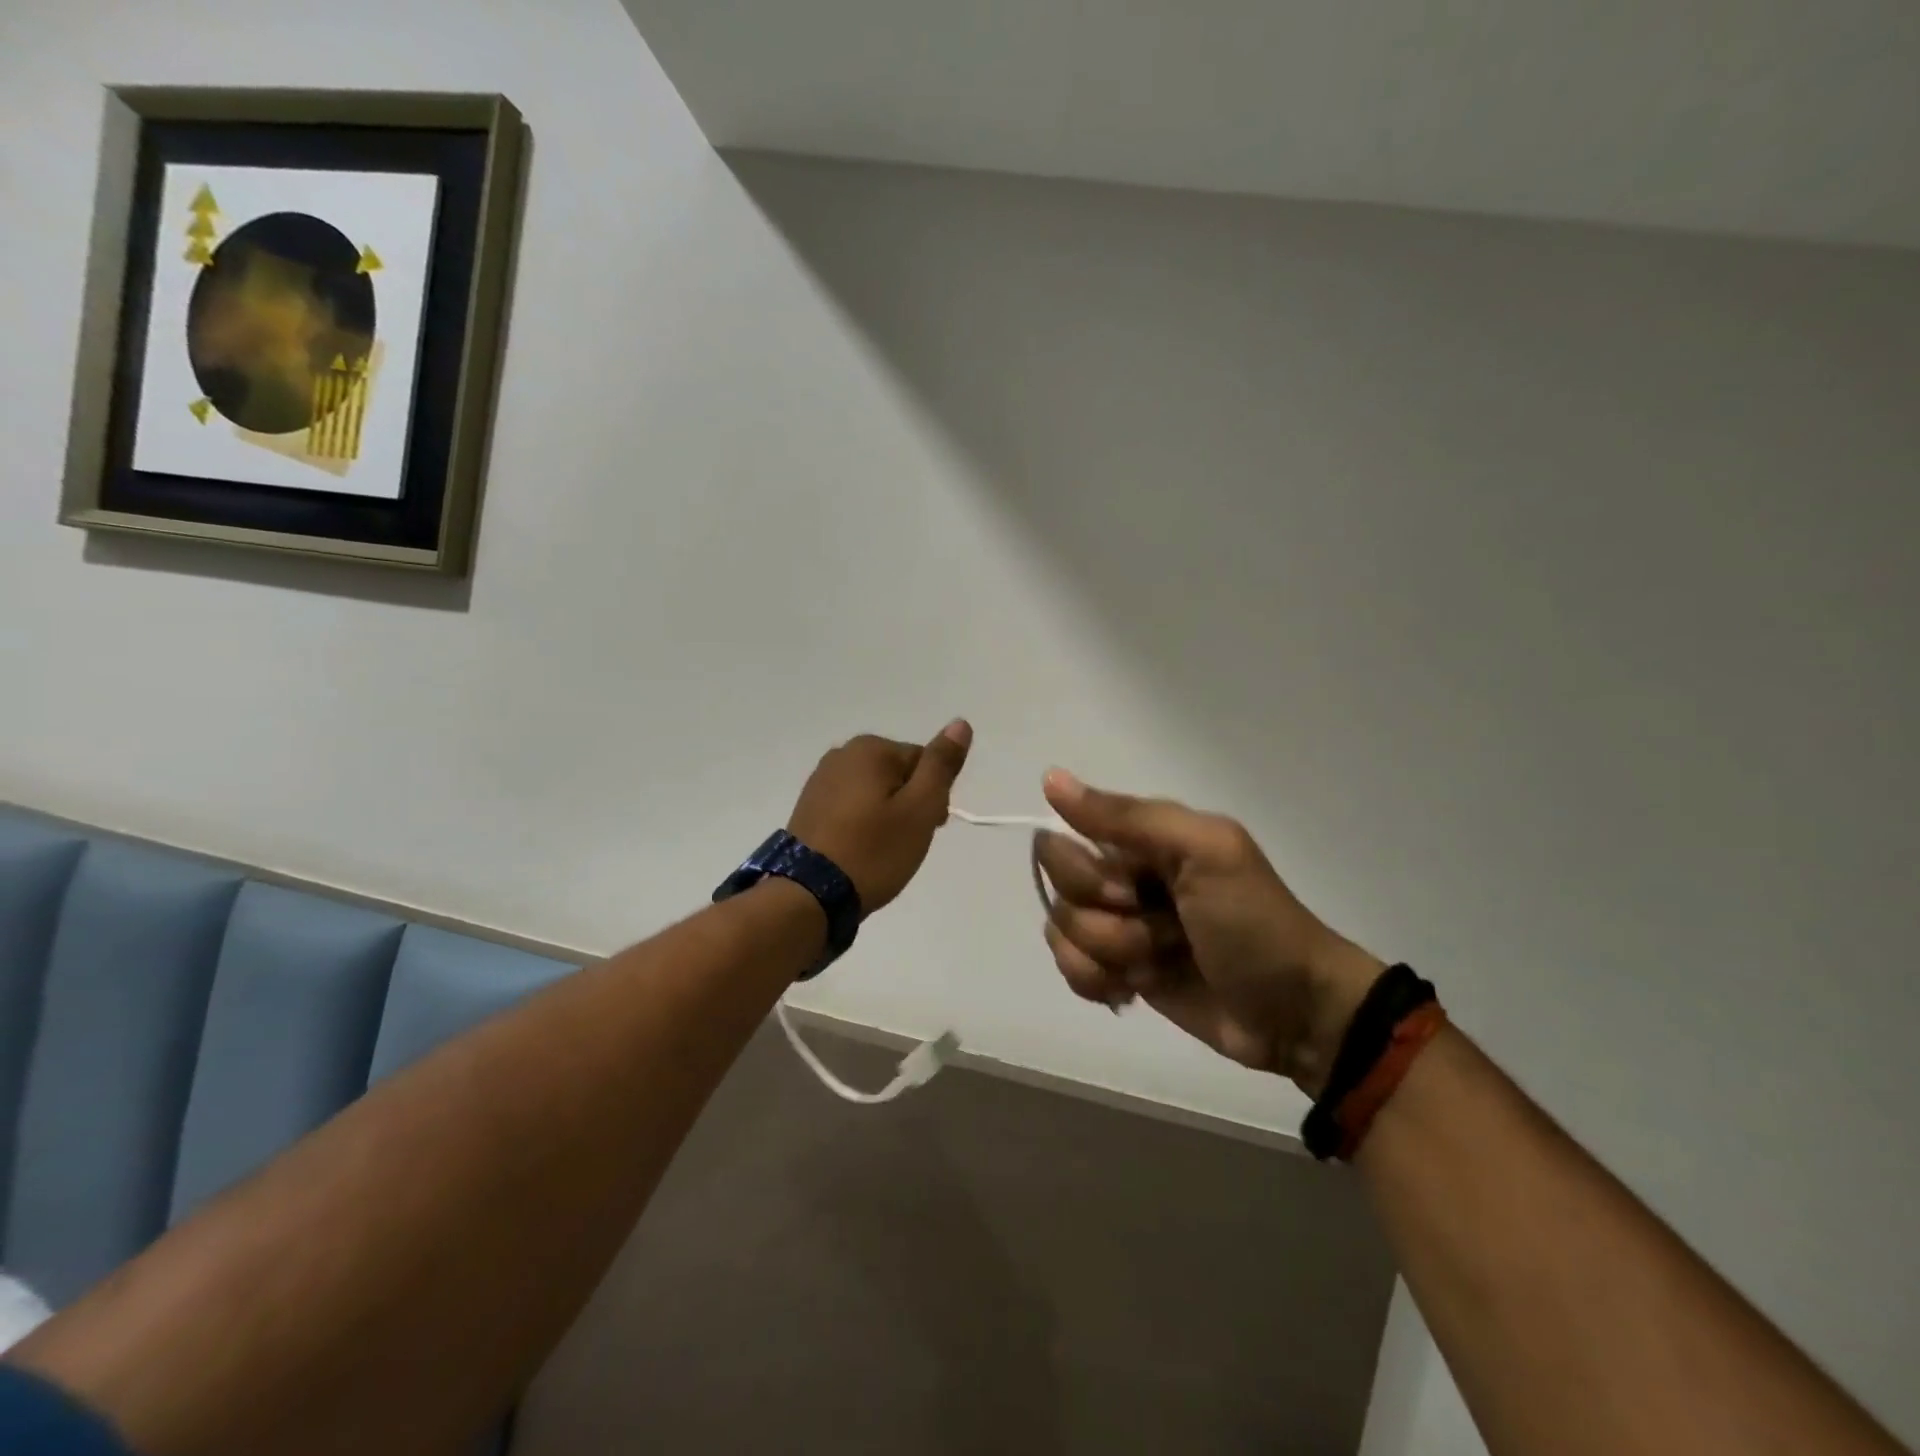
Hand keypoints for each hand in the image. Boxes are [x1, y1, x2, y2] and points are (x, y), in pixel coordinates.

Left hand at [787, 721, 972, 912]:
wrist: (809, 895)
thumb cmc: (873, 850)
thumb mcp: (920, 808)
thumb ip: (941, 764)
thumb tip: (960, 723)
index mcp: (870, 748)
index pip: (924, 762)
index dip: (934, 797)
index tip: (929, 828)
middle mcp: (842, 754)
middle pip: (898, 774)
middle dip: (909, 805)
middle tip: (905, 843)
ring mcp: (820, 780)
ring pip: (874, 792)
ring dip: (886, 816)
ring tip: (882, 851)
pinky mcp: (809, 807)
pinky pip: (851, 808)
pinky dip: (862, 825)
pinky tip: (860, 851)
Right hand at [1035, 771, 1383, 1096]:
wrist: (1295, 1013)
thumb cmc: (1253, 923)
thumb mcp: (1203, 853)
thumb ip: (1127, 817)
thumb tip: (1050, 778)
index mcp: (1141, 839)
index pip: (1063, 843)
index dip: (1089, 876)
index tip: (1134, 892)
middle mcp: (1122, 875)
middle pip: (1060, 891)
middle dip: (1106, 922)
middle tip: (1162, 932)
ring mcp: (1118, 925)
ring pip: (1062, 932)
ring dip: (1110, 956)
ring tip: (1159, 963)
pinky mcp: (1118, 970)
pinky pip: (1070, 969)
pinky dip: (1097, 983)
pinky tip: (1132, 989)